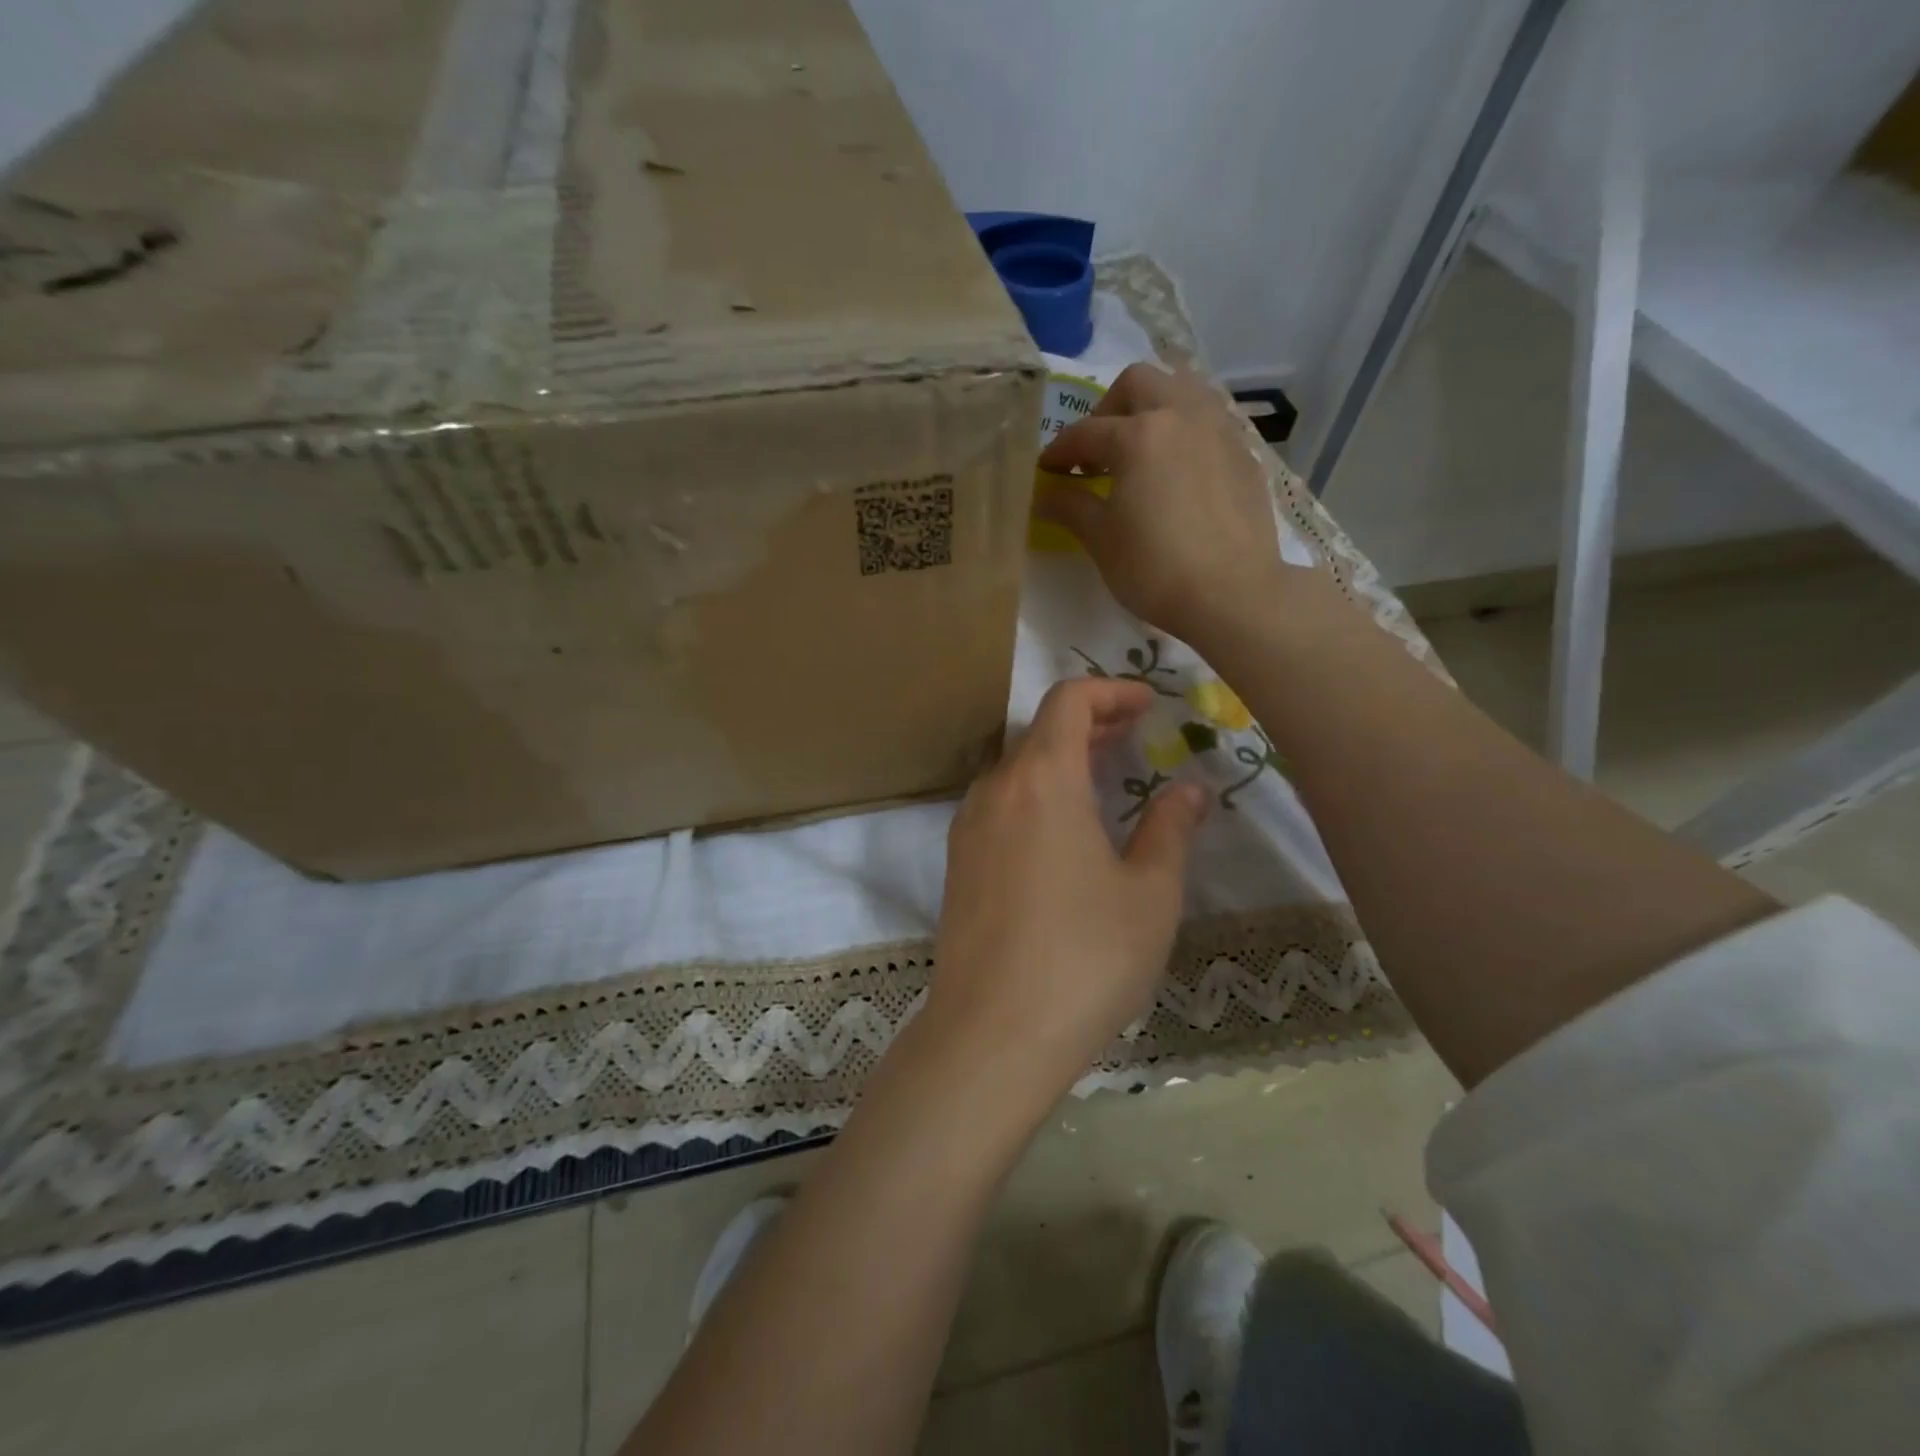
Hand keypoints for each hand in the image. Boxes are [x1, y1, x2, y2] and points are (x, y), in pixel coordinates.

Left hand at [918, 678, 1208, 1116]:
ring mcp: (968, 826)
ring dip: (1061, 760)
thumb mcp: (1149, 894)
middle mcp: (995, 789)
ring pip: (1016, 769)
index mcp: (1042, 780)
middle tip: (1135, 736)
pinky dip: (1036, 794)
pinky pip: (1000, 805)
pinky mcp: (958, 862)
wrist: (992, 1033)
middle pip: (1040, 731)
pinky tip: (1064, 832)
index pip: (1068, 701)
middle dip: (1090, 723)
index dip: (1110, 690)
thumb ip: (1170, 829)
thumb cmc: (1084, 958)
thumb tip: (1190, 788)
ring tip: (1105, 780)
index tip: (1147, 705)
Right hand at [1035, 363, 1294, 643]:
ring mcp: (1219, 430)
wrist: (1233, 594)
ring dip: (1154, 407)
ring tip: (1142, 448)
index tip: (1047, 470)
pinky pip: (1210, 420)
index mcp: (1139, 435)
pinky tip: (1179, 469)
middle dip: (1108, 408)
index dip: (1059, 450)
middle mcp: (1181, 416)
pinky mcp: (1244, 453)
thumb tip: (1044, 494)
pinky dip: (1186, 430)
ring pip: (1183, 389)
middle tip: (1097, 450)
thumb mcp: (1102, 540)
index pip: (1086, 432)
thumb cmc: (1155, 568)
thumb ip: (1071, 506)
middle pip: (1138, 384)